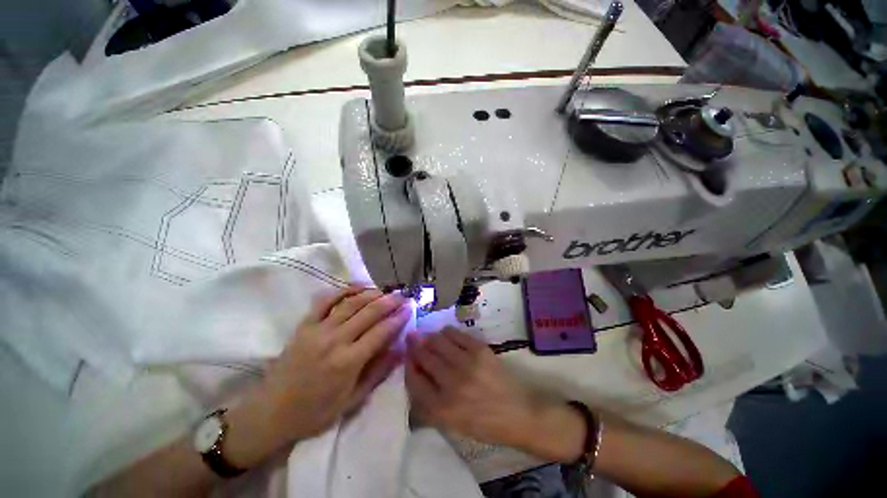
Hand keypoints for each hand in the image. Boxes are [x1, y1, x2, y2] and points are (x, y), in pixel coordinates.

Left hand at [261, 287, 410, 440]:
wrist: (271, 413)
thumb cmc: (315, 412)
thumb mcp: (352, 401)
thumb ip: (378, 373)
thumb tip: (400, 350)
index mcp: (348, 362)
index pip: (381, 332)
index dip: (398, 318)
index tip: (410, 308)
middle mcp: (335, 341)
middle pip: (369, 313)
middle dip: (389, 301)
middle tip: (402, 296)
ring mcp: (318, 330)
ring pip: (351, 303)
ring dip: (371, 293)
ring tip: (385, 291)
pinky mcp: (305, 325)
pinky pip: (326, 301)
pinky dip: (343, 290)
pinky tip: (357, 286)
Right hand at [405, 327, 585, 462]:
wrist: (517, 414)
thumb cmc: (482, 423)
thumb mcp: (450, 423)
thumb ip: (429, 400)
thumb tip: (415, 370)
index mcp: (441, 408)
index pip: (413, 380)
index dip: (407, 364)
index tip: (407, 356)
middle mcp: (451, 384)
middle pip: (424, 356)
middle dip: (414, 345)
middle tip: (412, 337)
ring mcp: (466, 364)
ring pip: (437, 341)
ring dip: (430, 337)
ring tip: (430, 337)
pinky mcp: (480, 350)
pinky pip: (455, 334)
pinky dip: (446, 332)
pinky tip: (446, 334)